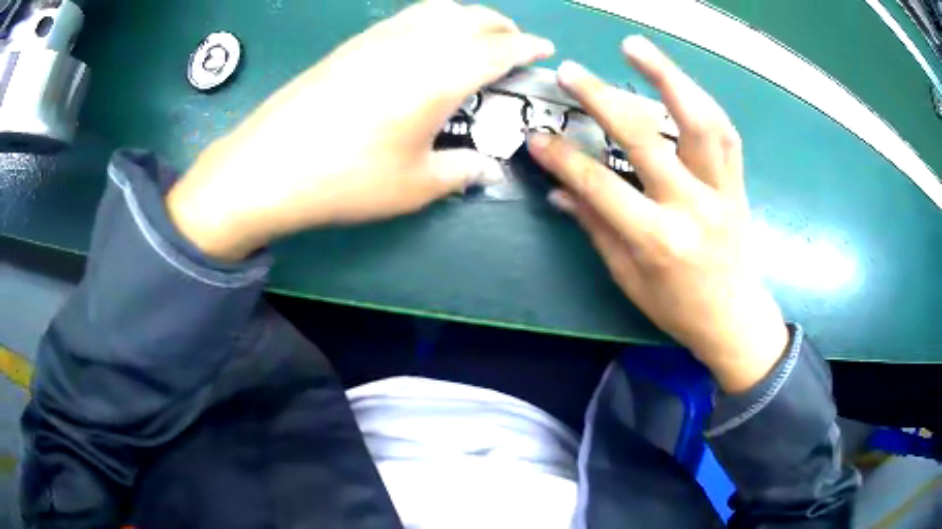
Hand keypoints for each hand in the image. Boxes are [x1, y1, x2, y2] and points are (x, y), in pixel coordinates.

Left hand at [167, 1, 553, 259]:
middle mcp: (415, 44)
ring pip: (438, 10)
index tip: (543, 49)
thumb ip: (460, 170)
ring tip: (477, 33)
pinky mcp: (353, 44)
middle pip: (471, 19)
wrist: (269, 166)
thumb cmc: (348, 179)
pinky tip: (428, 38)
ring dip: (468, 16)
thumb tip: (485, 167)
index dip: (527, 48)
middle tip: (515, 41)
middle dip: (502, 26)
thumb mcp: (415, 186)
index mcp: (441, 75)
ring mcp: (380, 38)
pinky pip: (407, 17)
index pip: (499, 50)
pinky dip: (433, 19)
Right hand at [527, 36, 787, 392]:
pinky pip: (724, 132)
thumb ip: (596, 226)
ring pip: (699, 122)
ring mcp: (721, 190)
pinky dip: (700, 99)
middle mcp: (692, 207)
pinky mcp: (738, 183)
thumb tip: (559, 188)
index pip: (600, 186)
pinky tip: (679, 80)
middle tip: (572, 71)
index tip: (537, 136)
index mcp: (657, 240)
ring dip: (668, 77)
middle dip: (603, 100)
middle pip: (645, 140)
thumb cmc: (677, 307)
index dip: (563, 158)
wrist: (734, 318)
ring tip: (636, 48)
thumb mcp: (628, 277)